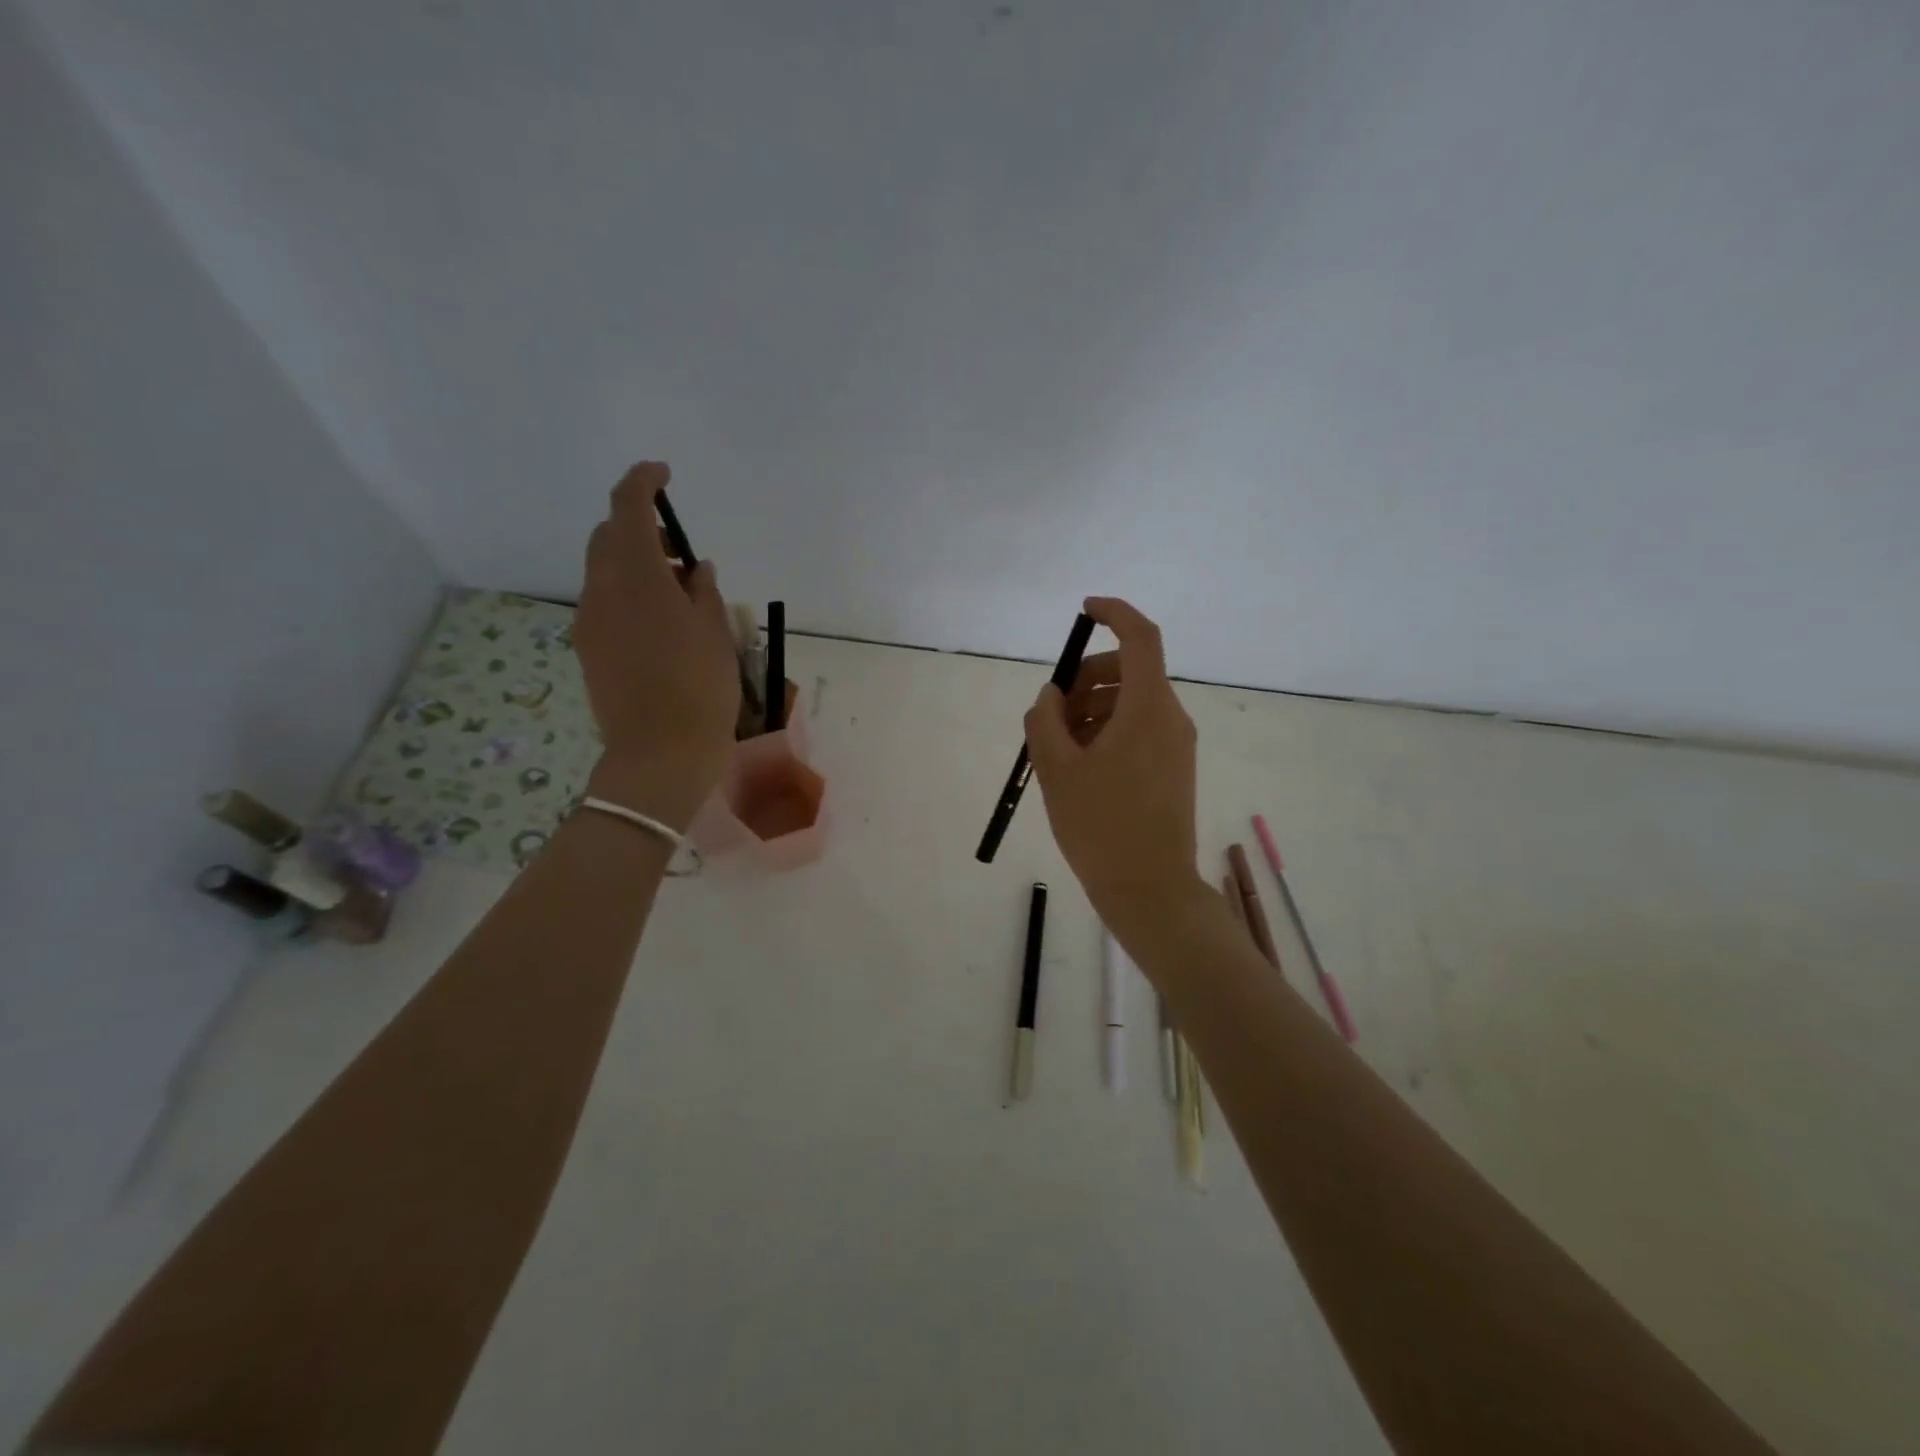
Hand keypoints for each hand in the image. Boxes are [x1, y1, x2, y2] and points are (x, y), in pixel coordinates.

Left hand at [574, 463, 739, 827]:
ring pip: (605, 572)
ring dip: (636, 566)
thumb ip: (702, 591)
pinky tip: (660, 625)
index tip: (663, 474)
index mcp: (637, 577)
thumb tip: (694, 569)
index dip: (643, 481)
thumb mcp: (715, 633)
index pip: (628, 507)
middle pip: (609, 537)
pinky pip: (604, 604)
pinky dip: (628, 595)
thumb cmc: (700, 689)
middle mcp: (602, 590)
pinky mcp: (587, 649)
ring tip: (678, 595)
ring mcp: (589, 621)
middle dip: (640, 528)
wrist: (659, 755)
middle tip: (680, 555)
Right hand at [1024, 597, 1202, 920]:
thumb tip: (1052, 695)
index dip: (1114, 613)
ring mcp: (1177, 744)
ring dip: (1094, 706)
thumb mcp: (1057, 769)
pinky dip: (1109, 729)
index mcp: (1148, 707)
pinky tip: (1081, 764)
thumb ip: (1045, 720)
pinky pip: (1140, 728)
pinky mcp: (1175, 767)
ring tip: (1060, 746)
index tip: (1083, 611)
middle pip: (1131, 669)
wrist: (1150, 889)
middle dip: (1087, 677)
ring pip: (1132, 701)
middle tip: (1052, 712)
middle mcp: (1171, 717)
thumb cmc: (1100, 826)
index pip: (1140, 636)